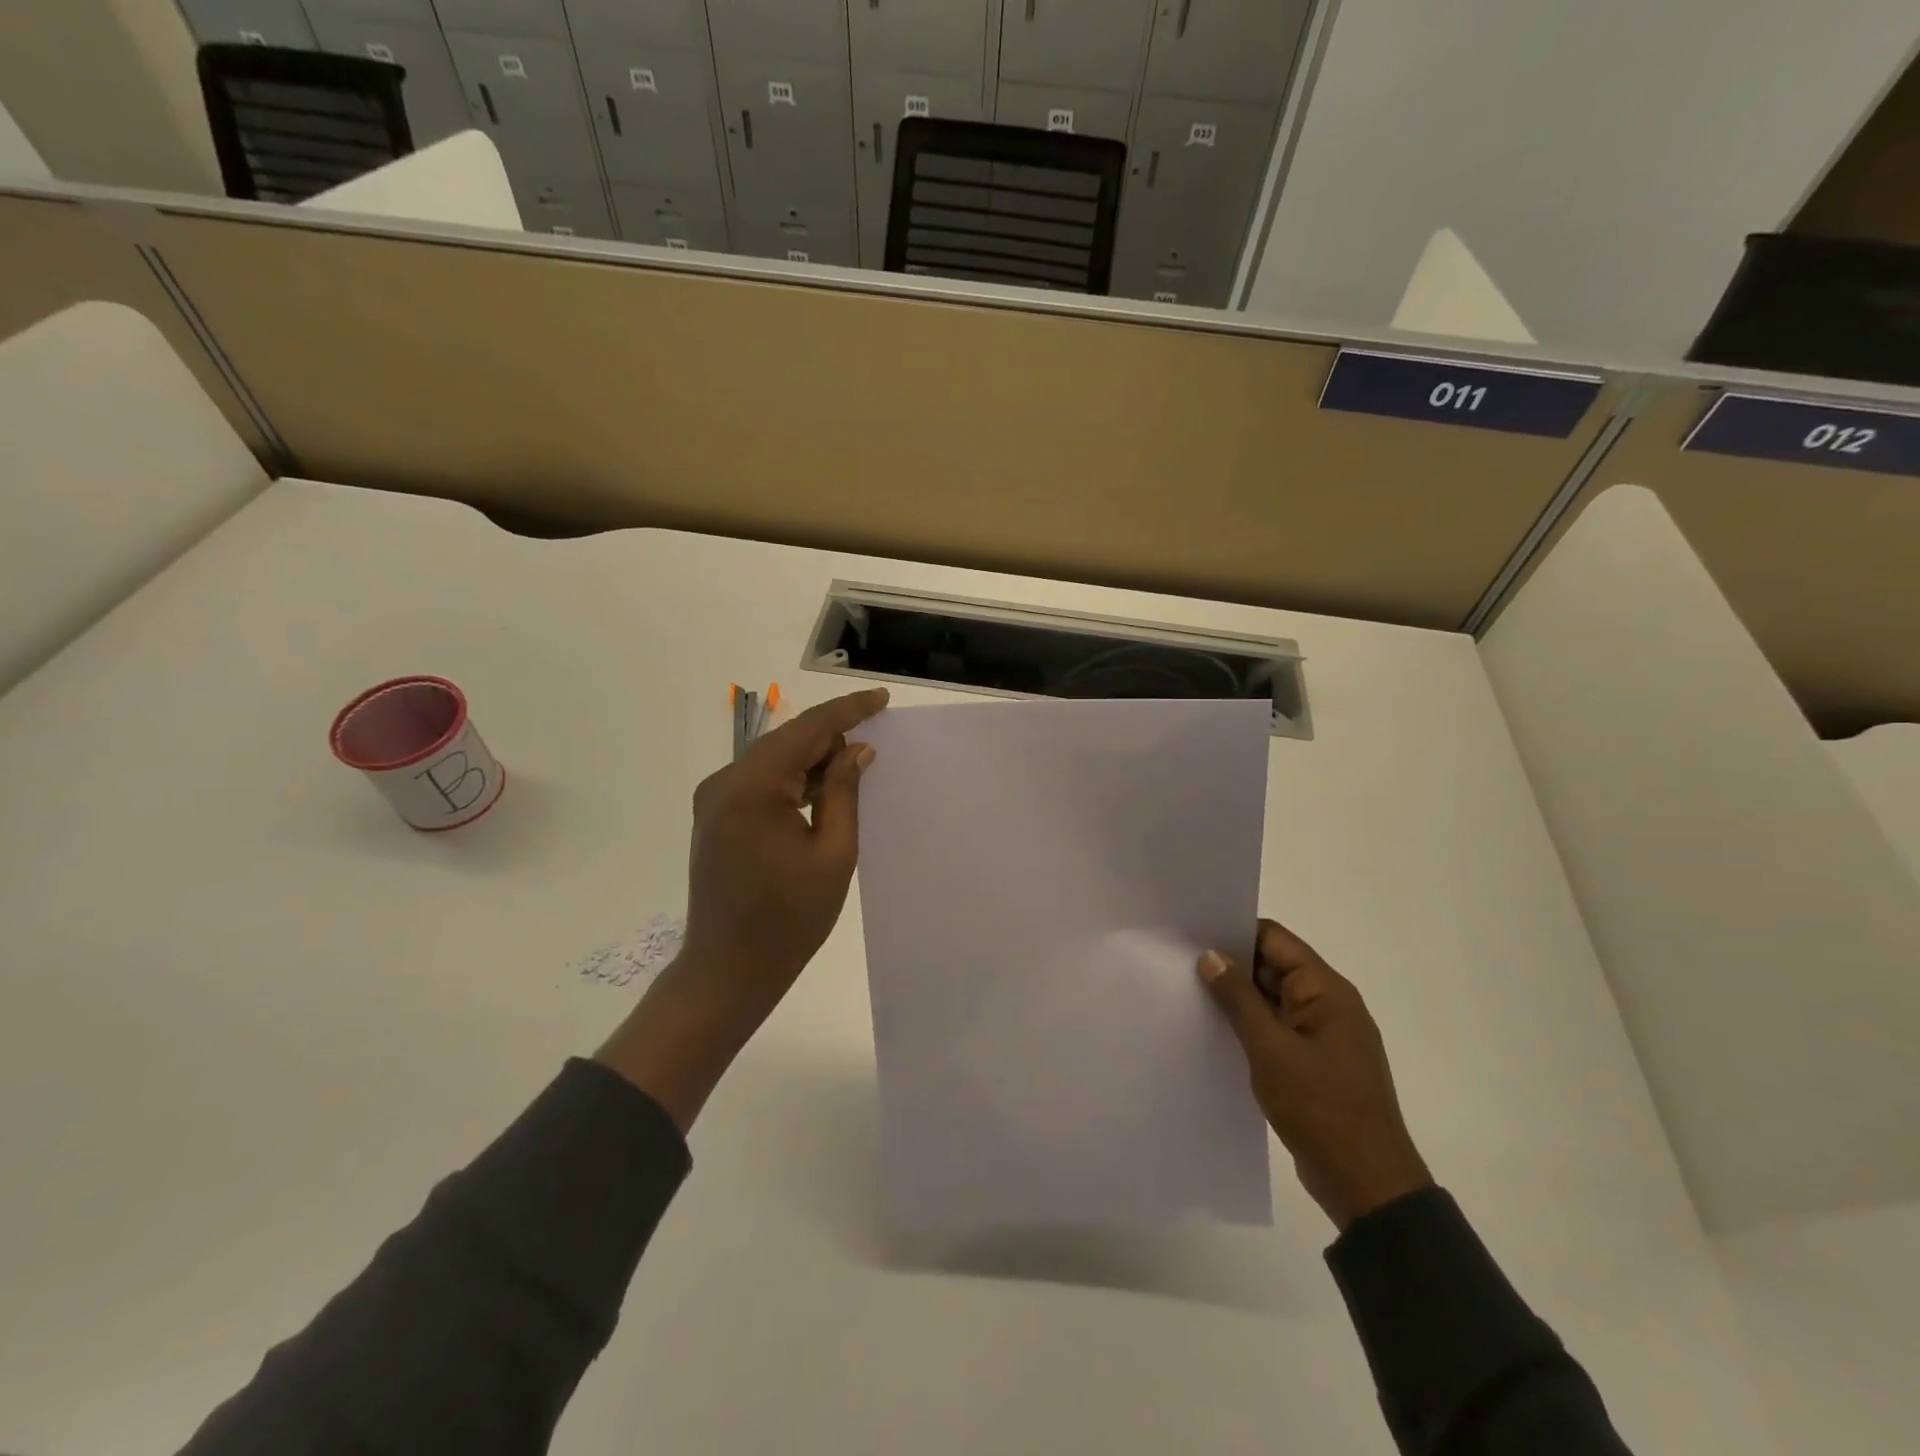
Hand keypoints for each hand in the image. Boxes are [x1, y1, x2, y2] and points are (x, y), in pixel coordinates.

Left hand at [597, 687, 888, 1130]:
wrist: (728, 970)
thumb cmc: (789, 919)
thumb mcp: (833, 854)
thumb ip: (844, 792)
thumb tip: (857, 749)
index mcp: (752, 787)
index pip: (806, 730)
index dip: (848, 711)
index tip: (882, 699)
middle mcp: (724, 782)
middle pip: (787, 740)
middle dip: (832, 734)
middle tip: (877, 736)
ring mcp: (715, 799)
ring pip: (775, 760)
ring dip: (813, 758)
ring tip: (857, 764)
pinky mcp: (716, 816)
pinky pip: (762, 782)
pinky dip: (794, 779)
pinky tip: (824, 789)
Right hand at [1198, 919, 1431, 1231]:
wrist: (1367, 1184)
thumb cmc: (1320, 1108)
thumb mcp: (1270, 1049)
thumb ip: (1238, 999)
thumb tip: (1210, 955)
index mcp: (1326, 990)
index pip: (1275, 939)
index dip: (1235, 932)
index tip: (1193, 936)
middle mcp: (1328, 1003)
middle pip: (1273, 965)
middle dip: (1231, 964)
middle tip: (1181, 965)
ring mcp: (1323, 1034)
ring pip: (1272, 998)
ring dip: (1238, 997)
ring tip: (1190, 994)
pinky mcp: (1315, 1061)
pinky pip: (1277, 1027)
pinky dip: (1250, 1025)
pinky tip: (1216, 1031)